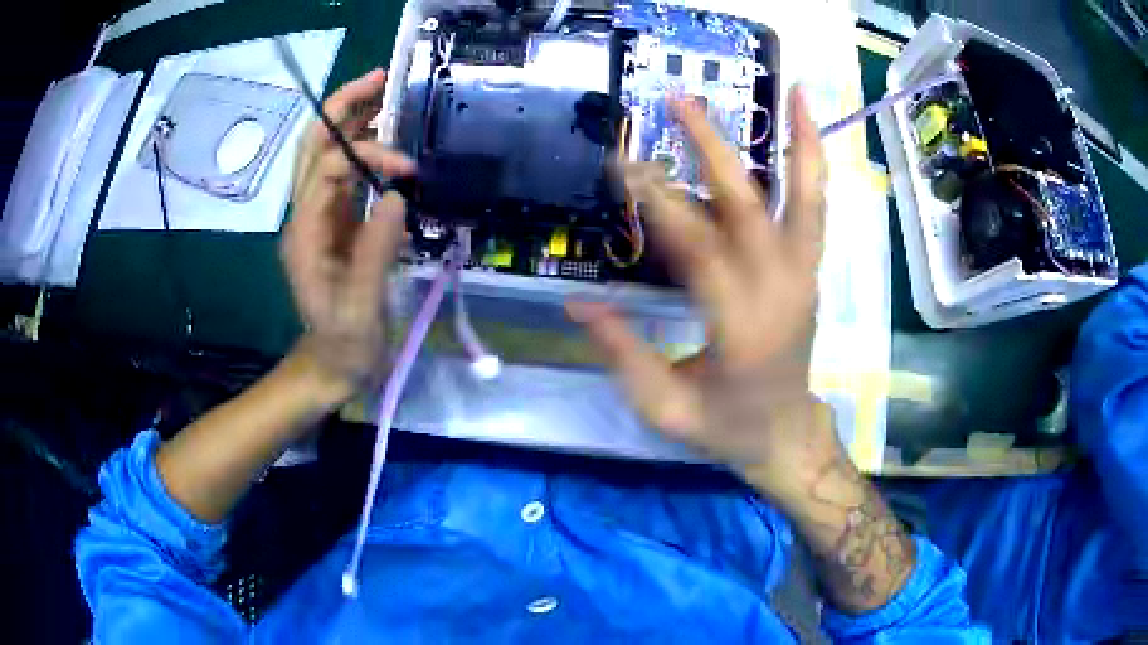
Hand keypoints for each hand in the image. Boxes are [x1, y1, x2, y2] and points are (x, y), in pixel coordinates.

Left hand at [281, 69, 415, 400]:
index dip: (367, 154)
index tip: (408, 170)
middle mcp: (306, 215)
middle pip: (314, 145)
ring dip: (353, 121)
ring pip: (328, 153)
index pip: (328, 168)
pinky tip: (391, 142)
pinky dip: (365, 149)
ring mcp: (320, 217)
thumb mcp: (360, 310)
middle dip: (343, 107)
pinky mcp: (338, 224)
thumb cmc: (342, 346)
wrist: (329, 368)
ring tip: (388, 96)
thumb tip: (396, 195)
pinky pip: (346, 174)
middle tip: (382, 78)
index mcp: (305, 233)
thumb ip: (375, 253)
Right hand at [568, 87, 837, 503]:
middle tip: (678, 104)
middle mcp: (780, 294)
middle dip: (713, 151)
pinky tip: (809, 125)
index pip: (699, 252)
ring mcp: (803, 278)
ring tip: (796, 91)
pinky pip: (815, 209)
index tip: (622, 165)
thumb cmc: (724, 428)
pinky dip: (814, 164)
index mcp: (741, 331)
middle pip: (751, 209)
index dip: (659, 204)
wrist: (785, 433)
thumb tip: (578, 303)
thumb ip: (623, 354)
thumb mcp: (664, 409)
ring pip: (808, 201)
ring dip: (799, 142)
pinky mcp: (809, 270)